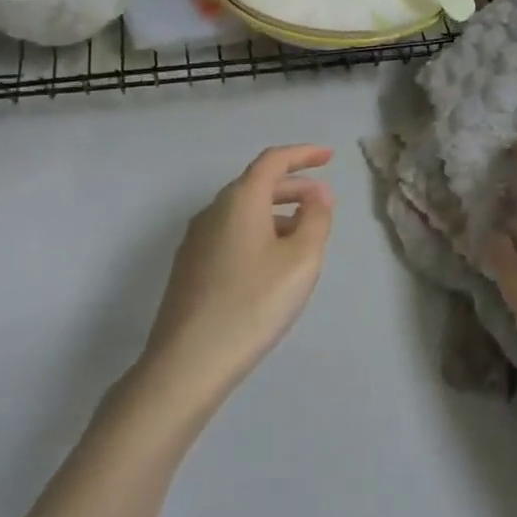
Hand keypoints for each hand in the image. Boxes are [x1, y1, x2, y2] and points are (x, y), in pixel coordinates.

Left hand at [140, 146, 335, 409]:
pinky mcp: (189, 267)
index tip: (329, 156)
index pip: (273, 161)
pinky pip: (231, 233)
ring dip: (276, 212)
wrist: (188, 362)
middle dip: (293, 186)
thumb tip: (318, 194)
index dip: (303, 154)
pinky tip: (271, 262)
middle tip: (323, 200)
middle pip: (256, 184)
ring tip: (303, 235)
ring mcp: (196, 240)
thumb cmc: (253, 304)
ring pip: (243, 211)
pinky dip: (258, 232)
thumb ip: (316, 219)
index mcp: (240, 200)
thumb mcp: (301, 259)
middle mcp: (213, 211)